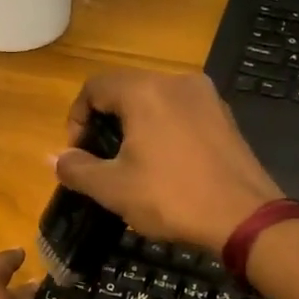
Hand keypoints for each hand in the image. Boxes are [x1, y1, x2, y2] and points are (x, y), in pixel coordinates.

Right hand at [54, 69, 281, 251]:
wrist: (244, 218)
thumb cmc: (171, 198)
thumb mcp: (113, 189)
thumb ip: (77, 169)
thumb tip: (54, 158)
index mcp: (144, 91)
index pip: (94, 87)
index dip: (76, 118)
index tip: (78, 153)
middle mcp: (176, 81)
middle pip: (126, 90)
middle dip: (105, 122)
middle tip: (100, 160)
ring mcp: (206, 97)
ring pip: (155, 101)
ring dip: (134, 126)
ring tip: (131, 164)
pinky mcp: (225, 116)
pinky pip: (181, 113)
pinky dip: (163, 130)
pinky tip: (166, 165)